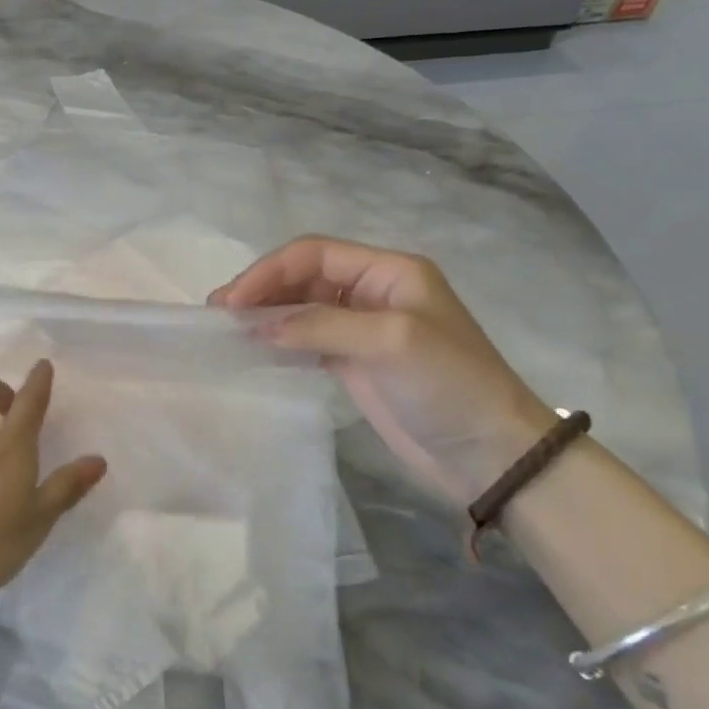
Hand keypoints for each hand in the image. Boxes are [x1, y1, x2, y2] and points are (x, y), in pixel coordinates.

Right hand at [211, 237, 556, 503]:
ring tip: (227, 330)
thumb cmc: (450, 385)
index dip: (268, 271)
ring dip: (265, 313)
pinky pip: (305, 339)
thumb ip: (321, 326)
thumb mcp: (390, 342)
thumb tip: (256, 326)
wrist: (490, 454)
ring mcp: (361, 328)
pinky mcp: (353, 362)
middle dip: (261, 289)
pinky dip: (278, 339)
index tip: (232, 302)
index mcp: (389, 271)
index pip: (314, 254)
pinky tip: (254, 348)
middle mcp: (372, 292)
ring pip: (300, 307)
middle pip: (303, 276)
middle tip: (218, 315)